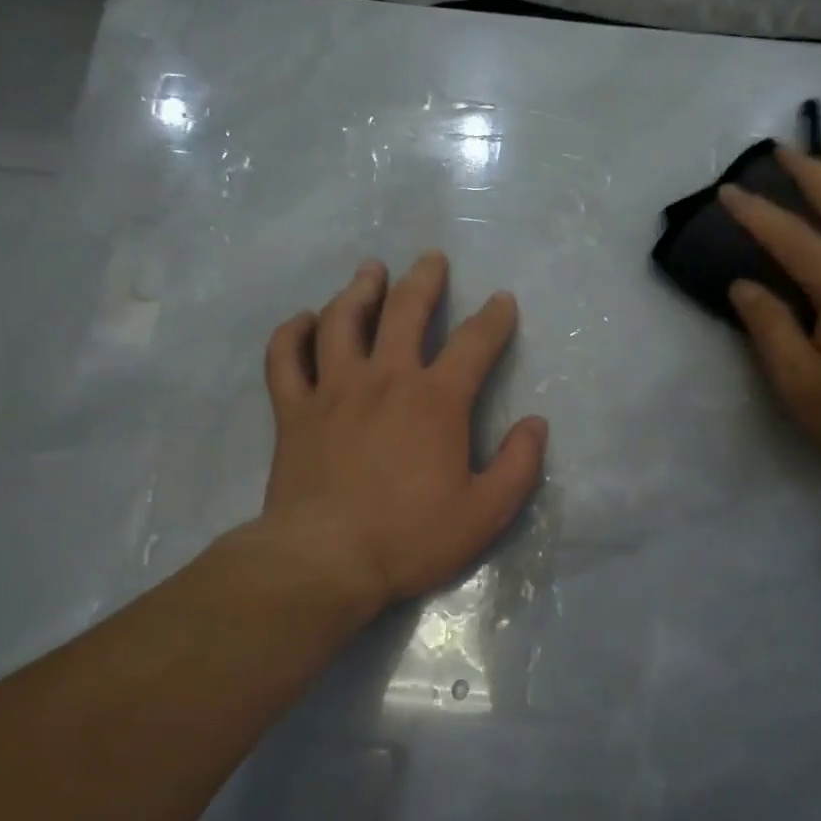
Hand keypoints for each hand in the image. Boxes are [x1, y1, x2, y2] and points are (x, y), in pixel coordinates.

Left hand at [255, 252, 547, 620]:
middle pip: (404, 312)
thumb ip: (518, 465)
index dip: (494, 318)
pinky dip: (292, 333)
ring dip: (359, 290)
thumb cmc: (410, 537)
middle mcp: (385, 379)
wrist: (325, 560)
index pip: (474, 343)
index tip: (502, 301)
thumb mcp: (485, 512)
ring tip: (370, 271)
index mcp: (436, 400)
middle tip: (431, 260)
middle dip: (423, 281)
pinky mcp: (294, 411)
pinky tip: (304, 321)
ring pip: (343, 321)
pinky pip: (285, 358)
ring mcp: (333, 390)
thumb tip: (536, 425)